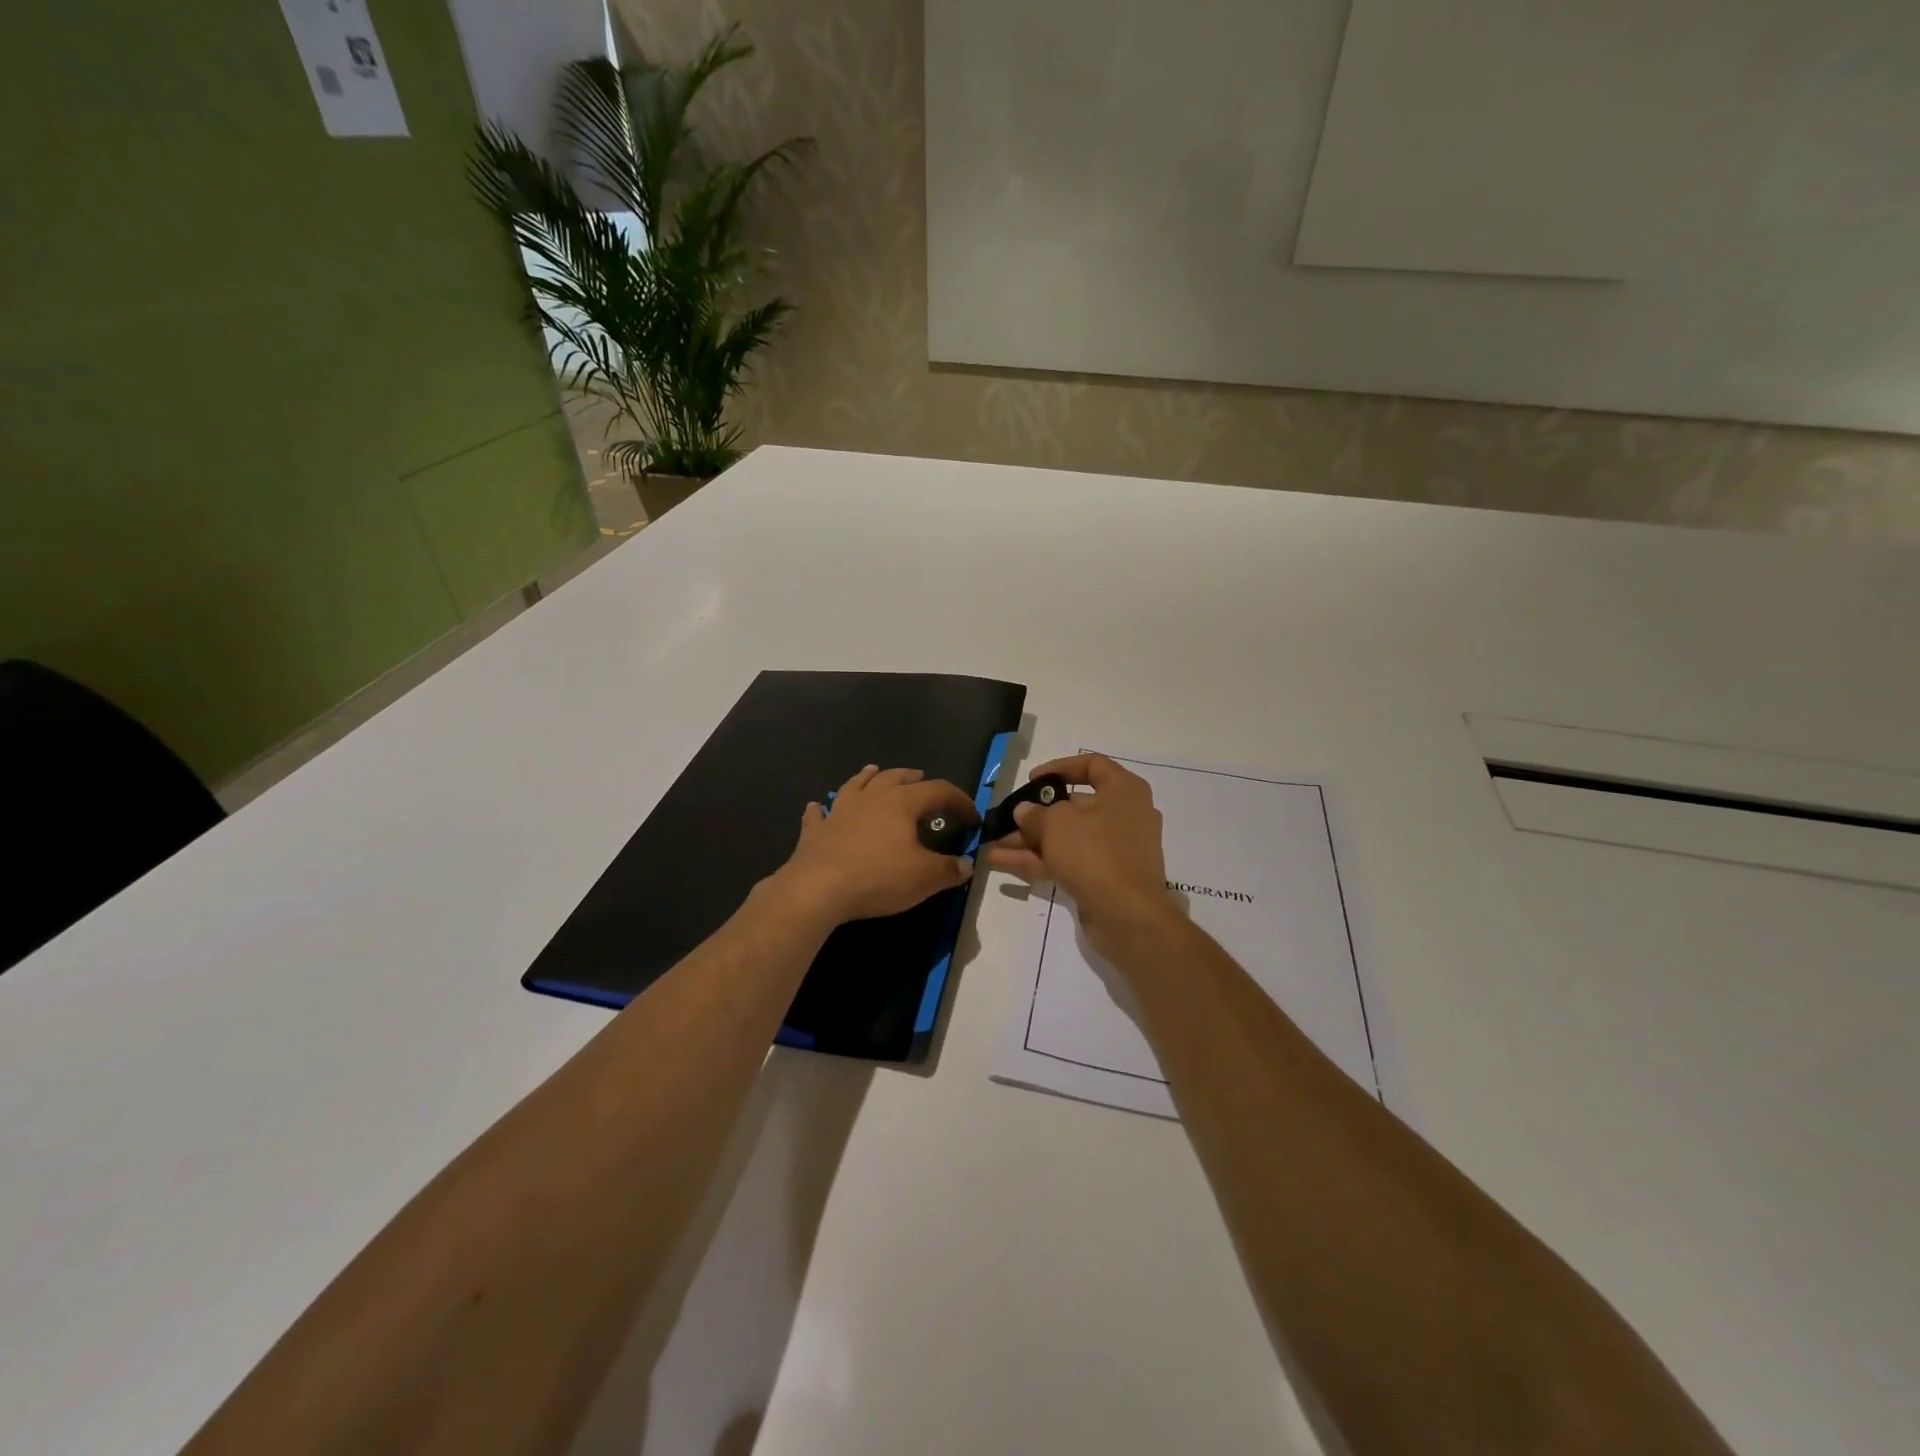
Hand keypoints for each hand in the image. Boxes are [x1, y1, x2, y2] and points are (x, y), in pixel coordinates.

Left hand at [773, 765, 977, 925]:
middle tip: (923, 780)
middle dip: (913, 778)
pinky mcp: (816, 830)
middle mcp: (871, 798)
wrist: (818, 888)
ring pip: (856, 784)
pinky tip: (817, 806)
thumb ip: (949, 869)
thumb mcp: (924, 878)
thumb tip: (967, 865)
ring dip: (868, 777)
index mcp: (902, 803)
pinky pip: (819, 813)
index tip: (973, 818)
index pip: (939, 791)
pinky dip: (821, 808)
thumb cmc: (878, 877)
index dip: (960, 801)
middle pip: (895, 777)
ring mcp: (840, 811)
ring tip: (873, 771)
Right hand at [984, 754, 1175, 947]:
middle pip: (1074, 806)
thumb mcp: (1057, 824)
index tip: (1032, 780)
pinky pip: (1068, 861)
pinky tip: (1001, 862)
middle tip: (1006, 819)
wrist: (1128, 916)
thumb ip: (1035, 814)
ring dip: (1029, 840)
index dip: (1059, 768)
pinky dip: (1038, 860)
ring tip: (993, 844)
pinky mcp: (1104, 878)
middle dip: (1036, 814)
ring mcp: (1114, 850)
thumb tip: (1024, 811)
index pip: (1091, 765)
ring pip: (1066, 838)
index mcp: (1124, 790)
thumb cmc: (1095, 852)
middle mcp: (1123, 815)